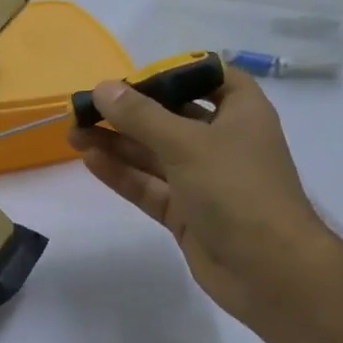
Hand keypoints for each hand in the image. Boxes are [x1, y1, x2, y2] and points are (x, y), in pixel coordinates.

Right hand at [71, 68, 328, 332]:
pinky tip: (91, 159)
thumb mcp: (188, 144)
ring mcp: (204, 180)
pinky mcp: (187, 213)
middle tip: (85, 107)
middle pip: (172, 116)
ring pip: (155, 153)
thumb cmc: (237, 190)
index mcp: (241, 112)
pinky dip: (123, 173)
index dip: (174, 72)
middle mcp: (223, 141)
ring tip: (73, 132)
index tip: (135, 76)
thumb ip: (141, 116)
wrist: (269, 270)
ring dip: (117, 142)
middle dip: (130, 111)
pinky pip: (150, 186)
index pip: (210, 77)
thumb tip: (102, 88)